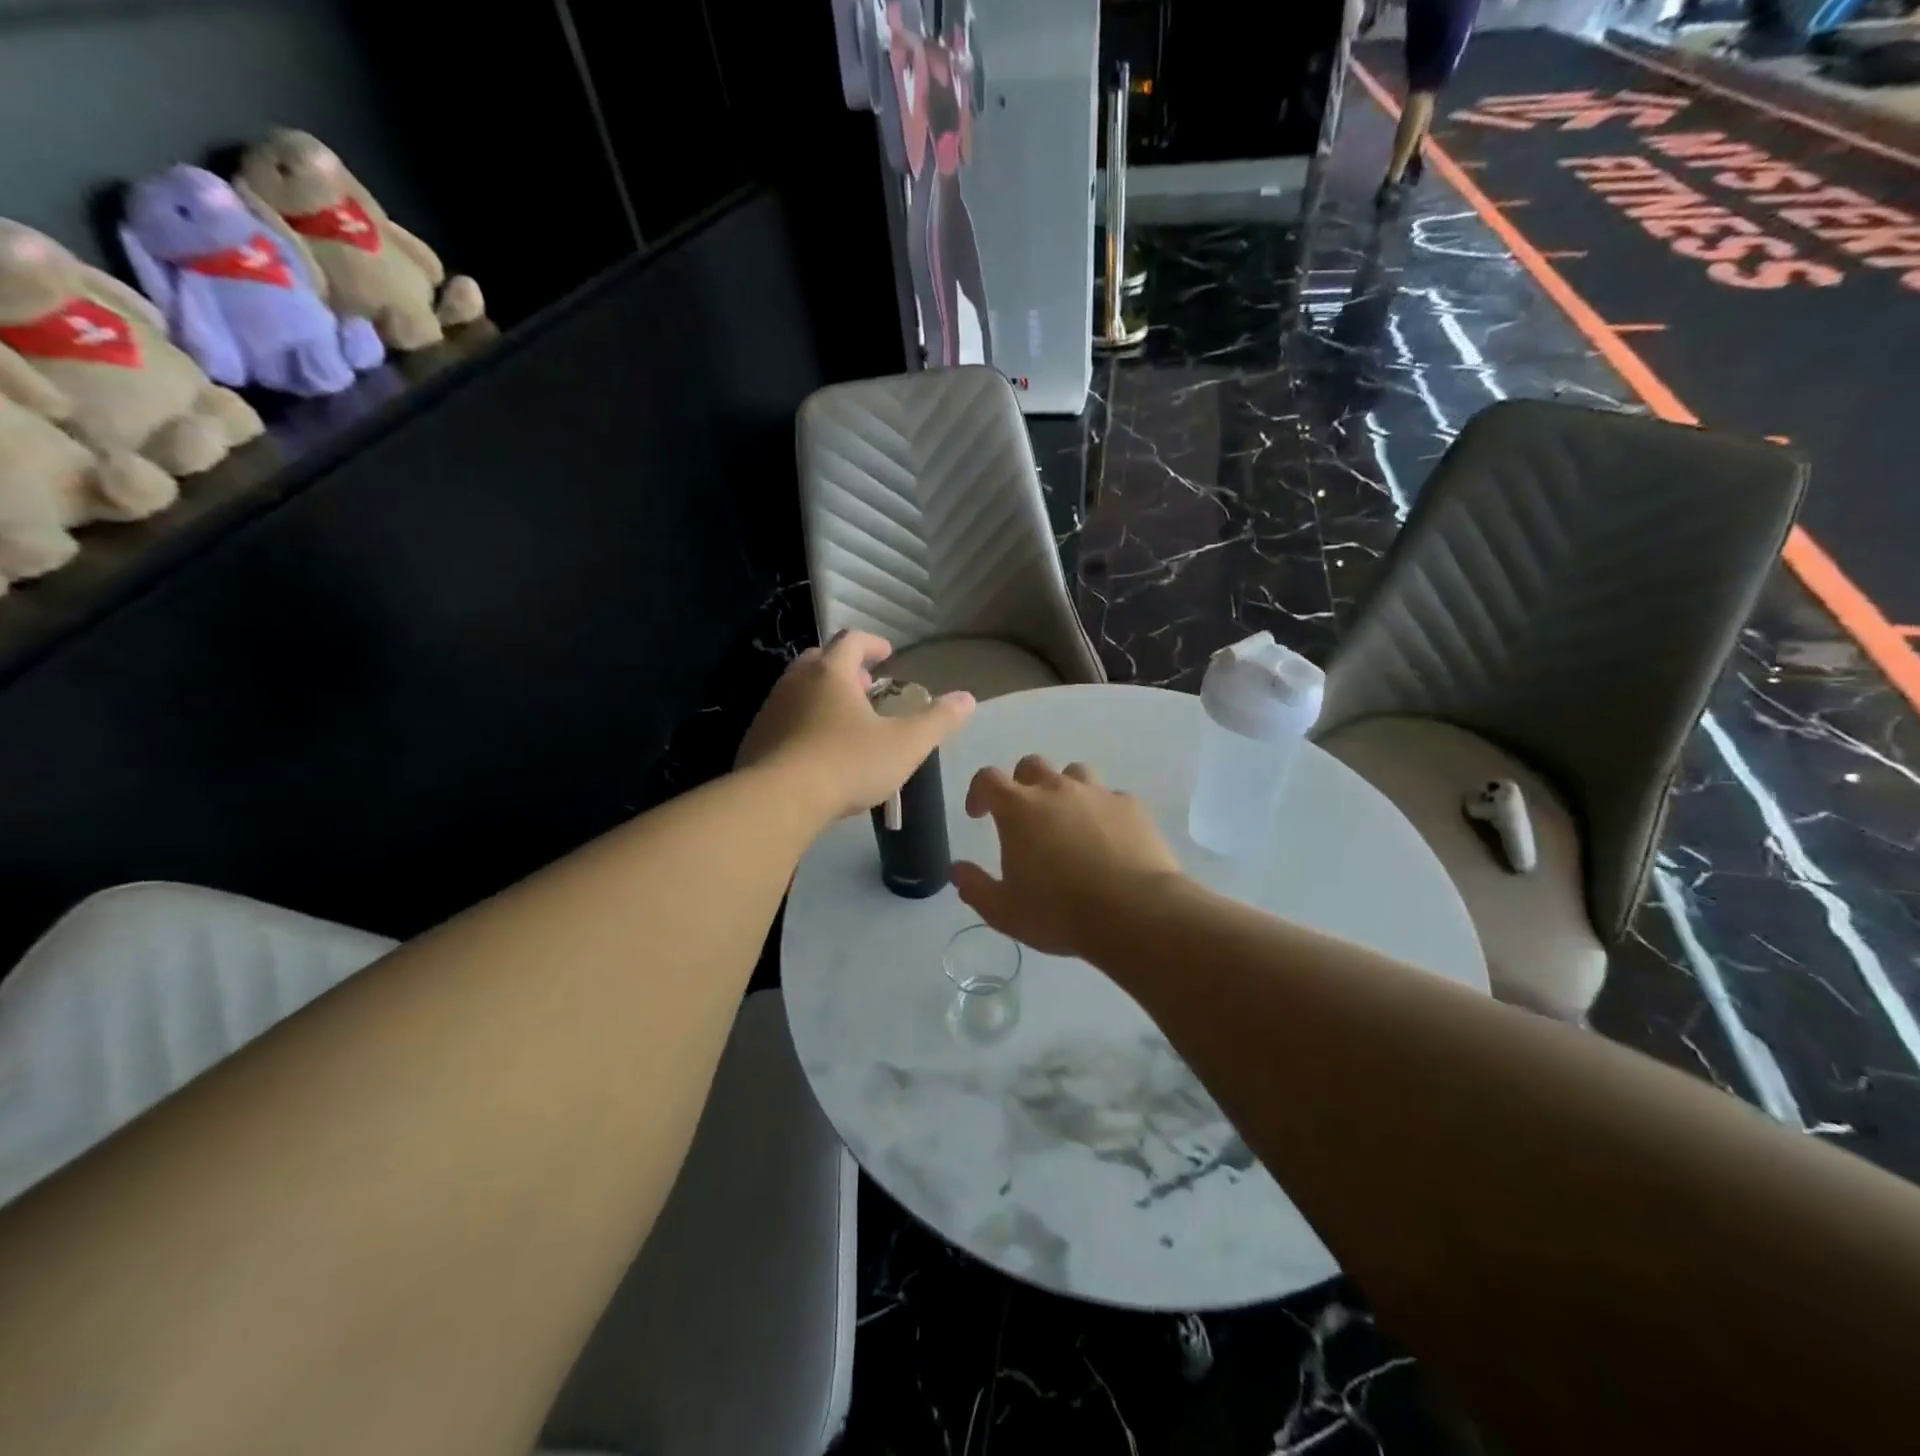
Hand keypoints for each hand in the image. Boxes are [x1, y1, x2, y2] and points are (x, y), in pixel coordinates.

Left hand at [736, 629, 973, 822]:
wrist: (778, 801)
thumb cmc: (847, 763)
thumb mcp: (905, 744)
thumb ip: (938, 720)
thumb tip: (967, 698)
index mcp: (831, 672)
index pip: (852, 640)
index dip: (873, 644)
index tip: (888, 655)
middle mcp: (795, 681)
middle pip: (820, 659)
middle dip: (844, 668)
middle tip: (865, 686)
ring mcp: (770, 709)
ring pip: (798, 689)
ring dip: (822, 695)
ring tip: (844, 720)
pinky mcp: (755, 739)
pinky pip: (783, 719)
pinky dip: (803, 722)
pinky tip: (817, 750)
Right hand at [951, 755, 1184, 957]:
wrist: (1135, 912)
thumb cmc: (1059, 912)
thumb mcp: (1004, 911)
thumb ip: (975, 887)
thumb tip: (957, 869)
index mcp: (1019, 808)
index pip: (987, 779)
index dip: (978, 791)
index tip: (978, 814)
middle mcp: (1057, 789)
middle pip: (1031, 765)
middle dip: (1021, 784)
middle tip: (1024, 816)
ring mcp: (1098, 794)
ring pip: (1074, 773)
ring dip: (1064, 790)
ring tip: (1067, 821)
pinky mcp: (1132, 807)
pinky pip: (1111, 798)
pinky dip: (1102, 811)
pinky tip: (1107, 838)